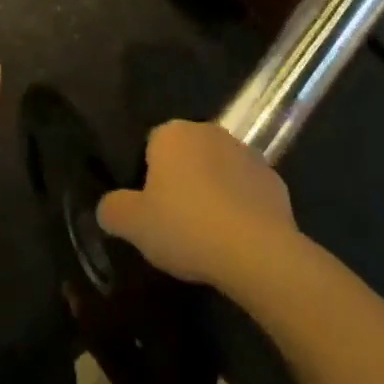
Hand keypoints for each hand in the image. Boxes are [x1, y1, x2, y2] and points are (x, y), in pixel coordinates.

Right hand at [97, 120, 298, 290]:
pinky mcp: (275, 181)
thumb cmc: (186, 226)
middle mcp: (210, 132)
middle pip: (187, 156)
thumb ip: (112, 210)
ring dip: (213, 192)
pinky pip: (247, 191)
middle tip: (175, 222)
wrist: (256, 251)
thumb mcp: (133, 225)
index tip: (150, 209)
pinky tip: (236, 238)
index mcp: (172, 133)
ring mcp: (247, 154)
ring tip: (207, 235)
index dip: (148, 178)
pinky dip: (241, 208)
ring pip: (219, 171)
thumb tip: (108, 207)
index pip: (151, 146)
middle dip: (181, 181)